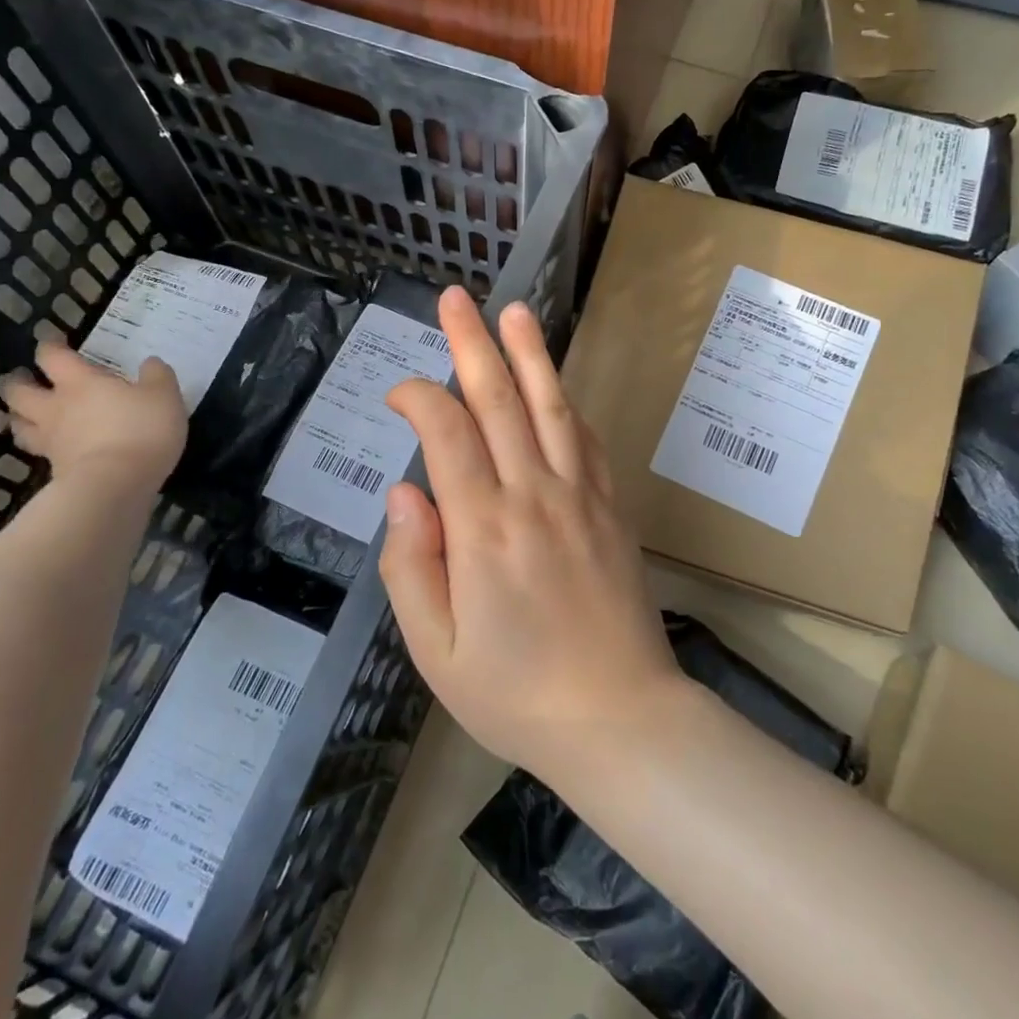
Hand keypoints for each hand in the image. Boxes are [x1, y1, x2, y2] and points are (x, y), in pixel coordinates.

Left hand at [1, 344, 185, 487]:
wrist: (118, 484)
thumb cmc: (142, 430)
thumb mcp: (165, 396)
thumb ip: (157, 376)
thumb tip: (150, 363)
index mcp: (81, 383)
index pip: (53, 357)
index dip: (50, 346)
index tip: (53, 341)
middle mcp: (57, 407)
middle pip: (19, 391)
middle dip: (18, 382)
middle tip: (25, 379)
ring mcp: (52, 440)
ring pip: (19, 423)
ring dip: (19, 415)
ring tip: (26, 413)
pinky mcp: (55, 469)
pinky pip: (38, 451)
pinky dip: (40, 445)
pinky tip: (53, 445)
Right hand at [381, 287, 684, 783]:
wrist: (619, 719)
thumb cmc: (516, 694)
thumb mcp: (436, 650)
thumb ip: (411, 566)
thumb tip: (405, 492)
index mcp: (483, 529)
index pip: (446, 435)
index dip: (420, 398)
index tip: (399, 392)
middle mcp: (534, 496)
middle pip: (499, 401)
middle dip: (472, 344)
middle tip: (455, 299)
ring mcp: (581, 496)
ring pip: (551, 407)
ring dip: (529, 355)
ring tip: (514, 312)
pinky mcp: (611, 508)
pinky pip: (587, 441)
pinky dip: (566, 405)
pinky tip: (555, 385)